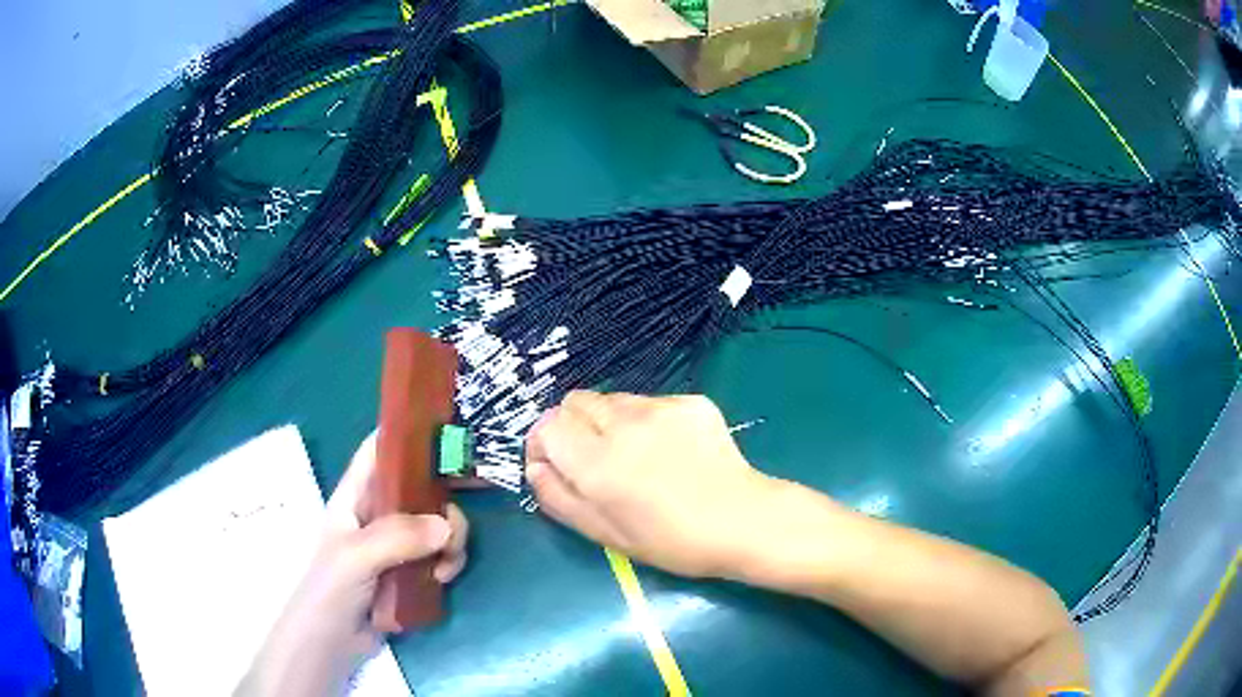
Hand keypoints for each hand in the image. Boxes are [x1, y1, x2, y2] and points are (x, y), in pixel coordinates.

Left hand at [237, 433, 468, 696]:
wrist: (332, 643)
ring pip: (436, 525)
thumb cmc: (330, 589)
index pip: (378, 451)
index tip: (443, 433)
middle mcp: (378, 514)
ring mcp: (396, 545)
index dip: (405, 436)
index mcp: (355, 497)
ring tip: (445, 568)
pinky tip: (443, 580)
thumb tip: (447, 525)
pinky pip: (440, 556)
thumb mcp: (356, 556)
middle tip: (451, 532)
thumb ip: (397, 536)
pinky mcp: (410, 572)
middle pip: (420, 489)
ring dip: (450, 541)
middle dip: (443, 505)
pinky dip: (449, 563)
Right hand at [525, 391, 771, 578]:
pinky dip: (644, 420)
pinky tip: (666, 449)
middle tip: (592, 460)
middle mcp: (624, 425)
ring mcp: (660, 408)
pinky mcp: (690, 402)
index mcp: (598, 463)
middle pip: (575, 402)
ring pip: (611, 399)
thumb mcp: (605, 535)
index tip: (553, 464)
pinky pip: (649, 402)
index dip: (543, 443)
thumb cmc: (672, 541)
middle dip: (572, 427)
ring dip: (607, 422)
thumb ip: (559, 498)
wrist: (743, 521)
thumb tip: (535, 468)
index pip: (548, 425)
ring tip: (633, 455)